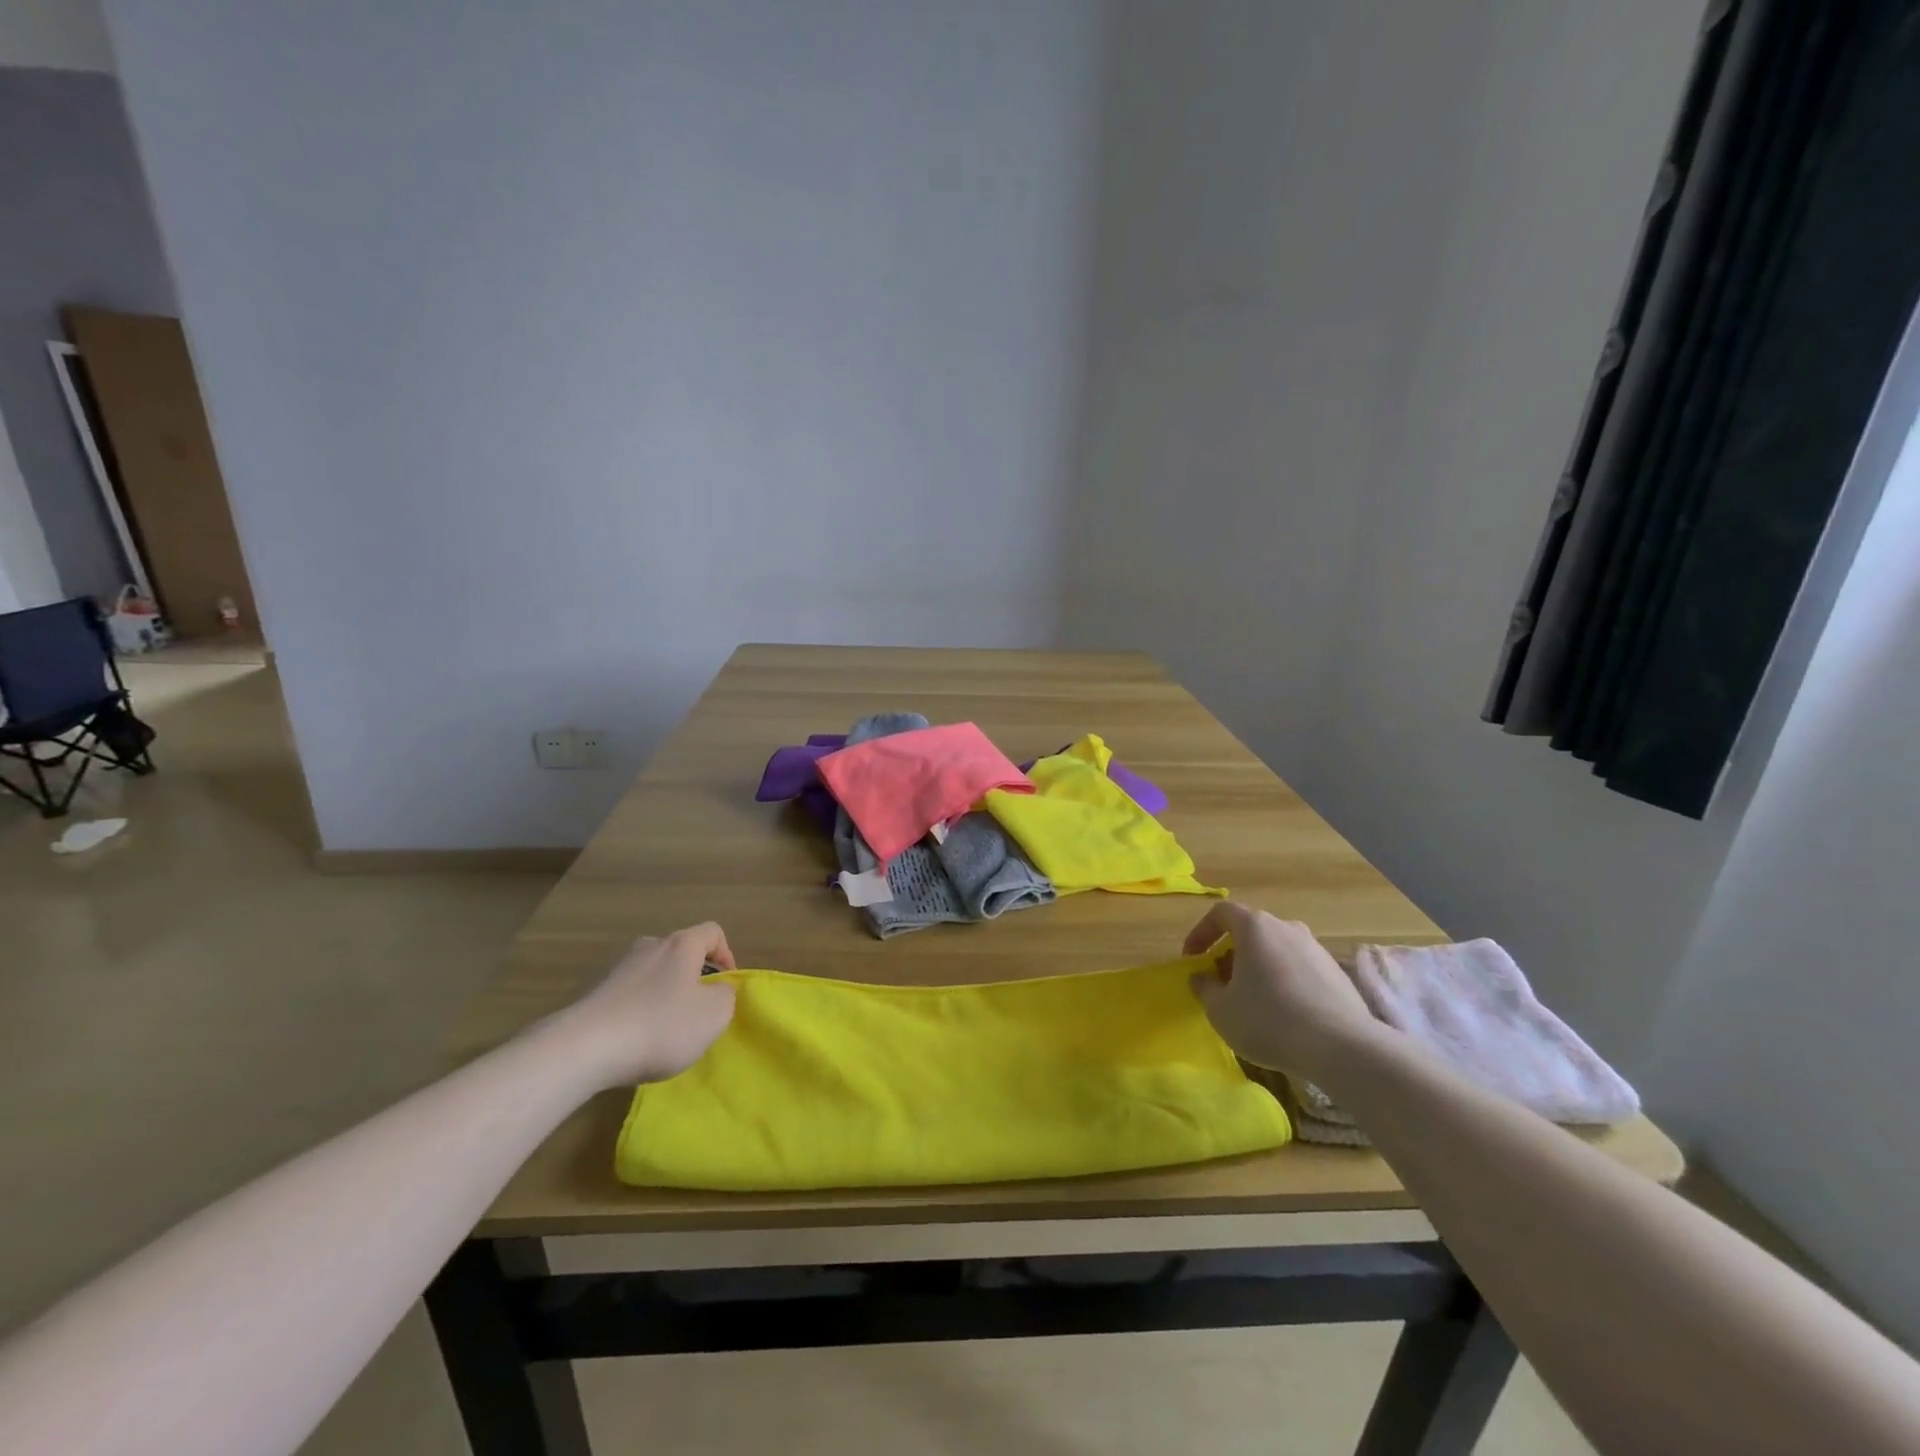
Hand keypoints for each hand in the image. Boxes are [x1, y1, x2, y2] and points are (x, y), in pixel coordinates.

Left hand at [549, 923, 738, 1088]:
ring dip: (665, 995)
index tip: (726, 986)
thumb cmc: (661, 1025)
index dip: (727, 955)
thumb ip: (726, 996)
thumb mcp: (714, 1015)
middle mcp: (650, 947)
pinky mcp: (596, 994)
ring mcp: (619, 969)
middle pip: (681, 952)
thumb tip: (717, 991)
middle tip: (698, 1009)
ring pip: (654, 974)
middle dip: (694, 977)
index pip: (713, 932)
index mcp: (682, 945)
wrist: (584, 1049)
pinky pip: (630, 996)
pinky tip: (637, 1041)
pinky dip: (640, 1011)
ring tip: (667, 1030)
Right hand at [1184, 902, 1378, 1082]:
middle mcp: (1287, 928)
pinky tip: (1285, 1015)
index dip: (1201, 932)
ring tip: (1253, 1001)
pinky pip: (1300, 970)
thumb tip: (1202, 977)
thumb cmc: (1268, 1019)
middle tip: (1222, 983)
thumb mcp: (1220, 1009)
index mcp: (1255, 927)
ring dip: (1260, 969)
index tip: (1194, 959)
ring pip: (1277, 951)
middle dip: (1231, 954)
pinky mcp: (1337, 974)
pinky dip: (1285, 983)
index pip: (1221, 913)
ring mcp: (1316, 949)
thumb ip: (1205, 988)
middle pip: (1251, 932)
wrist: (1342, 1047)